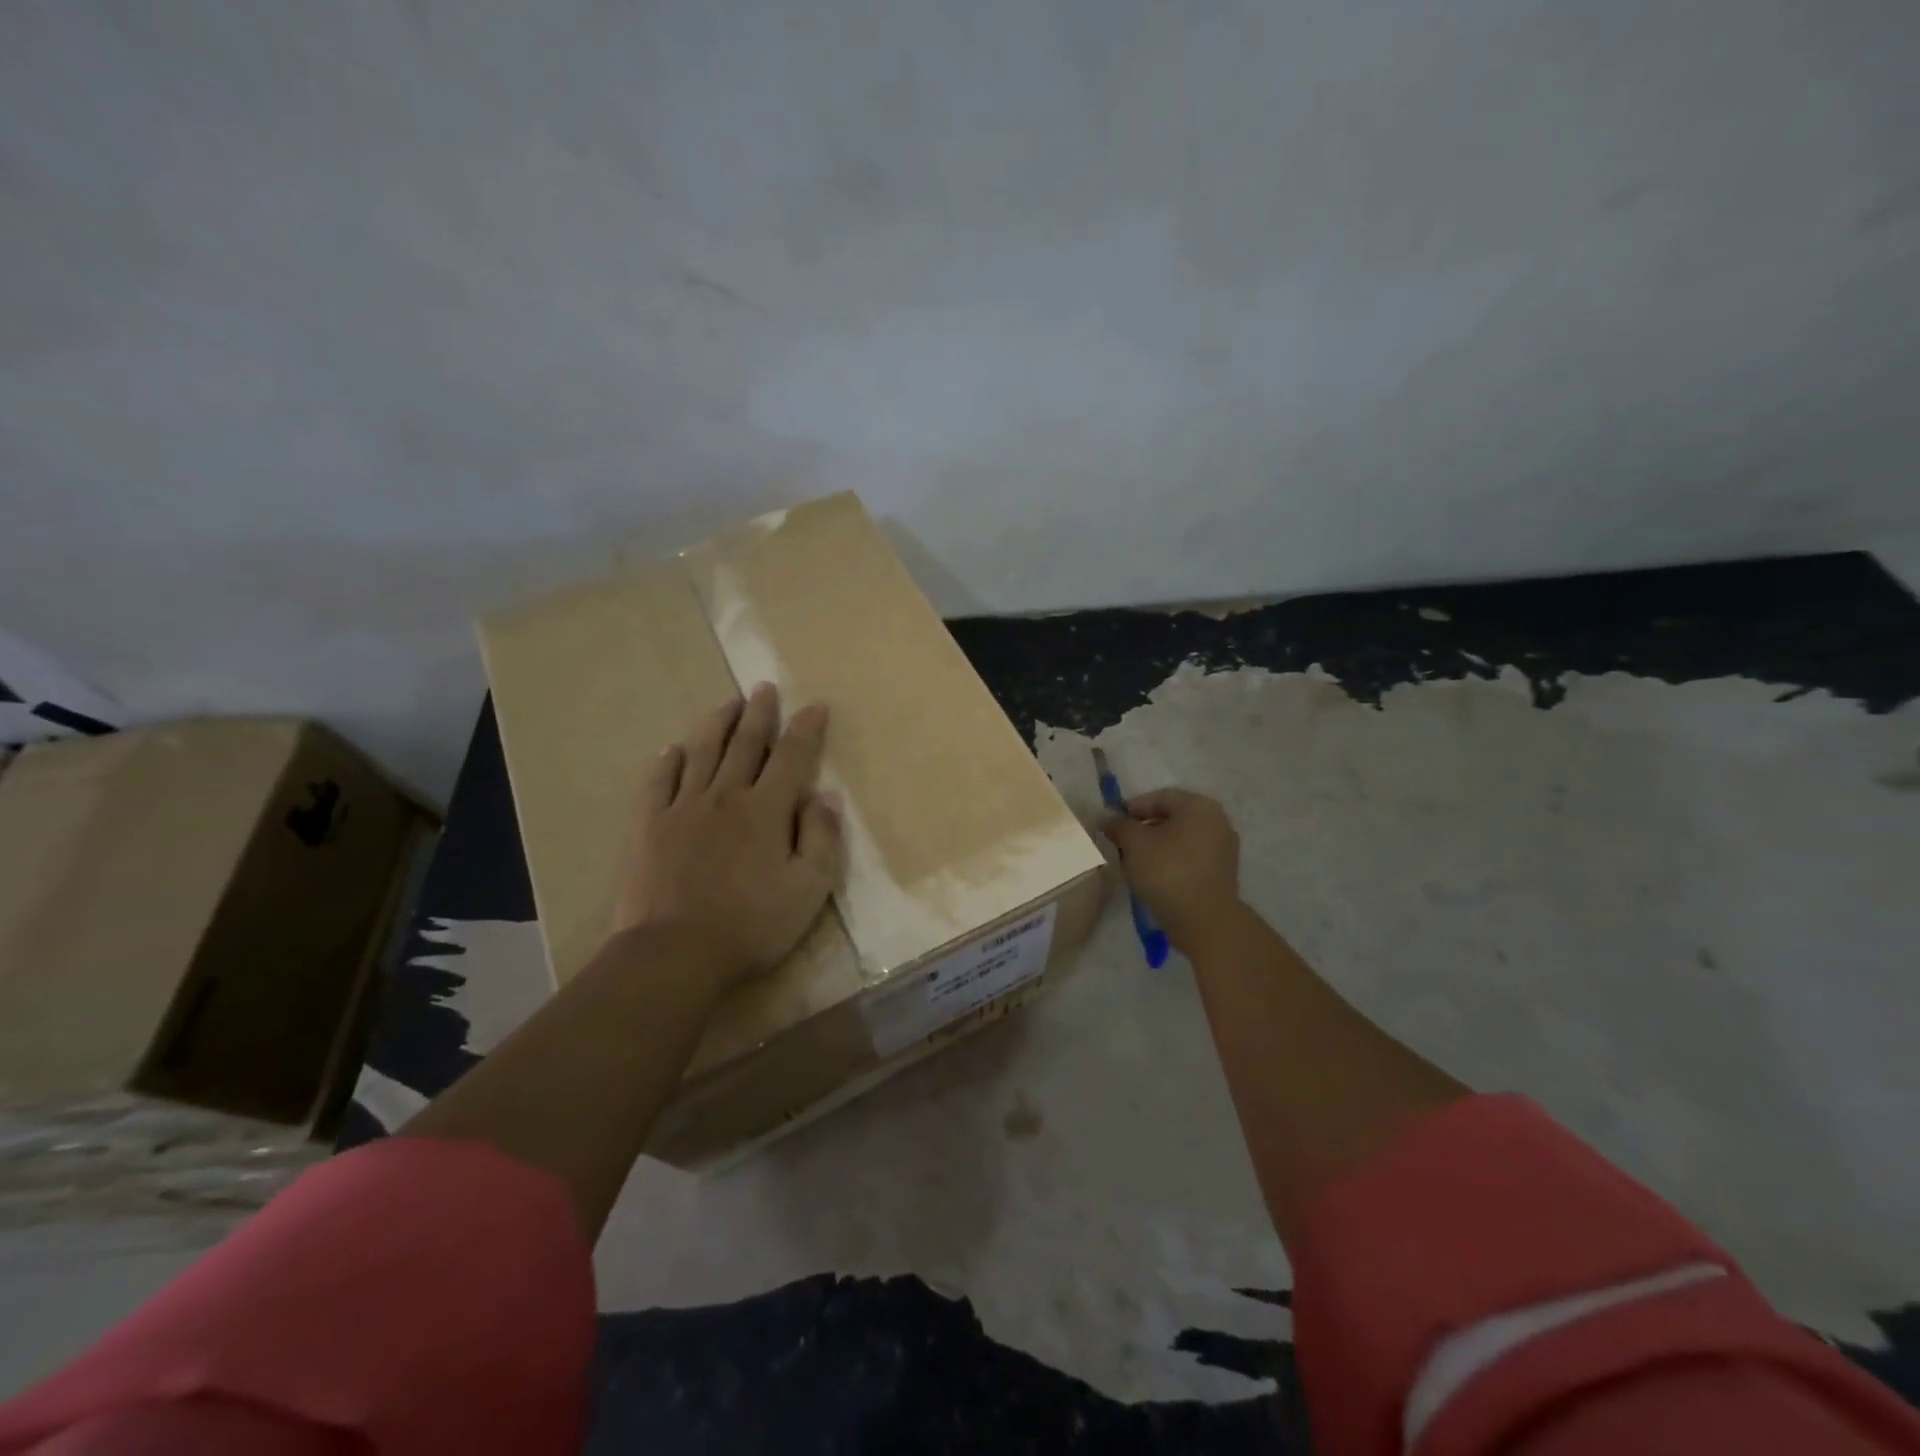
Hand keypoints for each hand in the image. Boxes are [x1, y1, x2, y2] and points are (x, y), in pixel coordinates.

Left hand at [616, 683, 843, 987]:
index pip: (792, 757)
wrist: (674, 954)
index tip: (815, 706)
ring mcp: (682, 808)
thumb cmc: (752, 925)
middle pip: (745, 744)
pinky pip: (658, 782)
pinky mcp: (649, 826)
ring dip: (717, 724)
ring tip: (728, 704)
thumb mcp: (808, 889)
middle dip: (759, 714)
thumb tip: (824, 796)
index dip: (806, 729)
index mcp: (767, 810)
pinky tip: (673, 749)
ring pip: (702, 753)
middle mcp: (725, 796)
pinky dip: (668, 761)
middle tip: (764, 688)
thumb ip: (822, 839)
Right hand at [1101, 788, 1241, 947]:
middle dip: (1143, 828)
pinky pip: (1189, 858)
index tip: (1111, 824)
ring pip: (1180, 839)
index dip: (1131, 808)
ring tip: (1132, 862)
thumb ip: (1119, 825)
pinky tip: (1152, 876)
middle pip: (1171, 817)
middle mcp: (1217, 822)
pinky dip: (1170, 861)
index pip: (1159, 797)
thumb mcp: (1135, 843)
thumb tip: (1106, 817)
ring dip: (1155, 846)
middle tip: (1119, 843)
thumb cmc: (1168, 871)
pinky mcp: (1221, 874)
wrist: (1204, 921)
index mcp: (1200, 807)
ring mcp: (1223, 849)